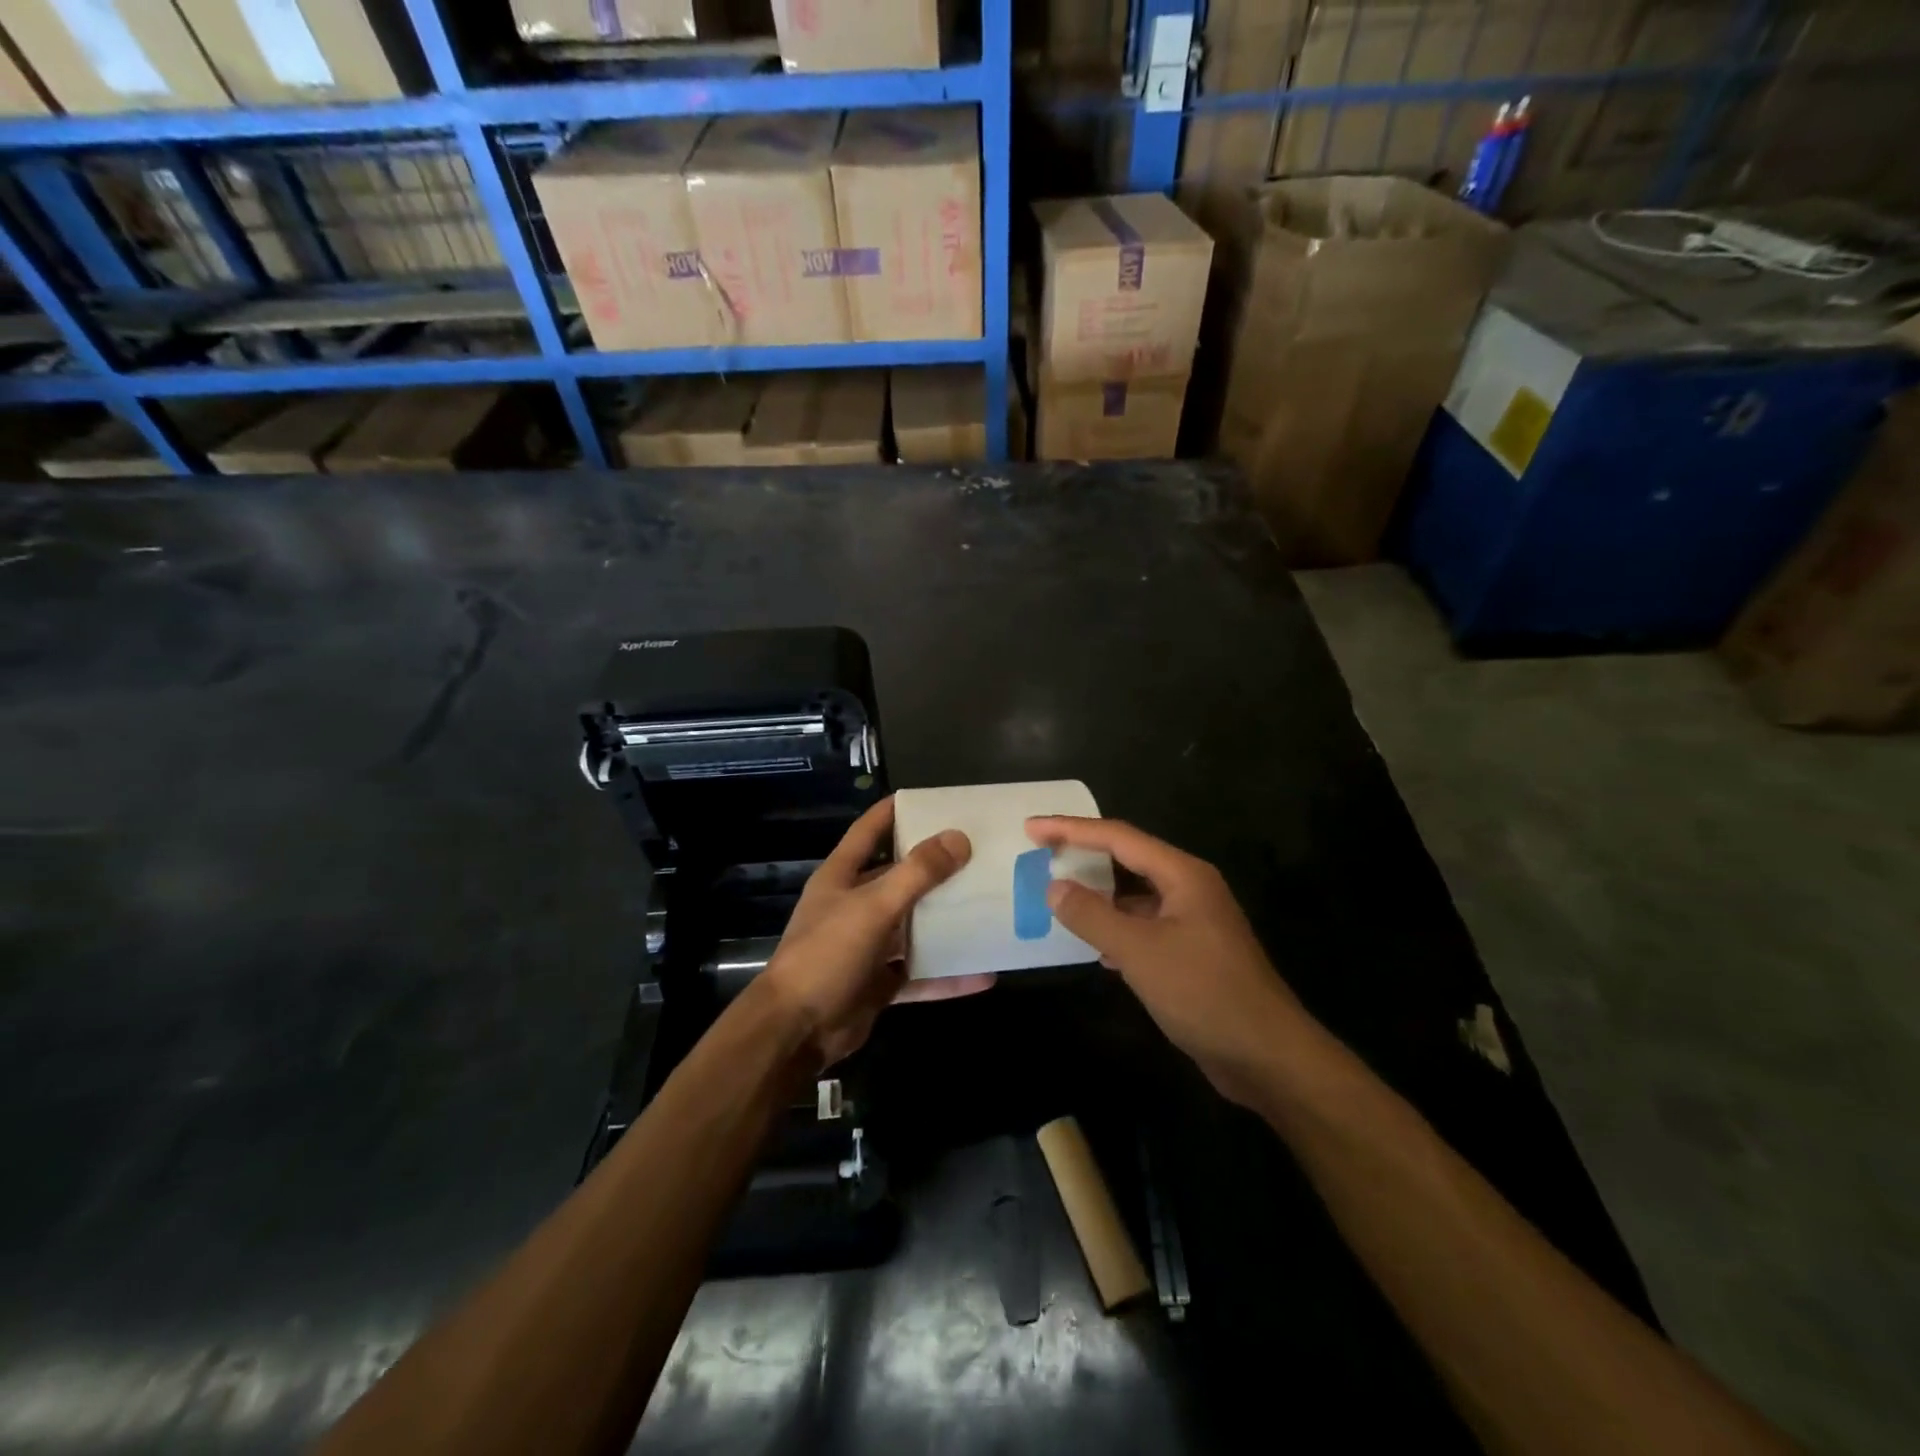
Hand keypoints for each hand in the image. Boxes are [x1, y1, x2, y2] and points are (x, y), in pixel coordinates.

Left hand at [759, 796, 991, 1068]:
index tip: (932, 799)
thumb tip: (959, 838)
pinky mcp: (879, 981)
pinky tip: (984, 972)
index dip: (895, 811)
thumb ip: (916, 873)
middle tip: (978, 852)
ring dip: (946, 919)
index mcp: (841, 877)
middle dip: (934, 866)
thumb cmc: (828, 954)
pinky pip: (920, 971)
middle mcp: (854, 905)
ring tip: (989, 904)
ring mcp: (867, 946)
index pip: (869, 830)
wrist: (798, 1030)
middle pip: (898, 877)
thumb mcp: (874, 906)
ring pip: (913, 925)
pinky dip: (948, 974)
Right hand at [1026, 816, 1307, 1105]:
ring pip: (1135, 896)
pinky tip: (1094, 947)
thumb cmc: (1204, 993)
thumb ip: (1092, 915)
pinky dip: (1115, 928)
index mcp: (1183, 875)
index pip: (1118, 837)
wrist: (1267, 1057)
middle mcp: (1190, 889)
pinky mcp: (1192, 954)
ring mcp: (1193, 922)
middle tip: (1040, 855)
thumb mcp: (1139, 951)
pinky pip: (1143, 927)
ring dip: (1098, 895)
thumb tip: (1054, 886)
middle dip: (1084, 855)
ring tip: (1057, 896)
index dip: (1071, 829)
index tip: (1031, 827)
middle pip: (1128, 859)